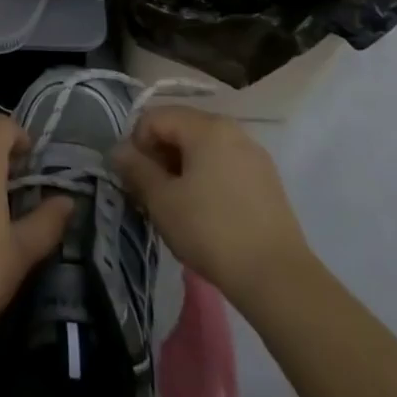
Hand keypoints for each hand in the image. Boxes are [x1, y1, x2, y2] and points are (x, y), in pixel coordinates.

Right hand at [113, 106, 311, 299]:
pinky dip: (207, 178)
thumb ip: (136, 169)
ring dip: (182, 168)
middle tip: (153, 194)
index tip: (136, 179)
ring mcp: (253, 154)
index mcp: (206, 126)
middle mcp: (232, 129)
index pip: (155, 117)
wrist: (278, 279)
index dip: (137, 144)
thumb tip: (117, 150)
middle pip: (181, 128)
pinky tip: (207, 213)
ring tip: (179, 206)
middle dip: (160, 156)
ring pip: (203, 148)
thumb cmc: (212, 232)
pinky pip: (225, 164)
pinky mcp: (267, 179)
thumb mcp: (162, 201)